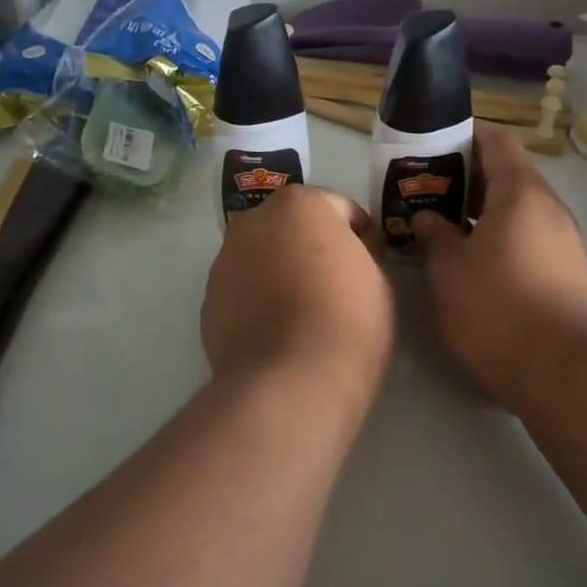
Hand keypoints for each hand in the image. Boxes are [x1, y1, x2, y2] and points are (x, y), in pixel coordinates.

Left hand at [201, 185, 394, 407]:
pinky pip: (244, 288)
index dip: (361, 236)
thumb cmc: (347, 320)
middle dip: (314, 246)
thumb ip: (363, 252)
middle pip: (293, 227)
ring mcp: (225, 260)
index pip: (340, 209)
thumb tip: (351, 250)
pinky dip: (260, 299)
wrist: (289, 382)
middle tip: (337, 285)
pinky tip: (279, 331)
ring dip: (282, 270)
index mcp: (299, 204)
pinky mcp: (209, 299)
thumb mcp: (378, 278)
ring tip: (304, 312)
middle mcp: (253, 221)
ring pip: (264, 256)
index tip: (372, 264)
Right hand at [412, 124, 586, 408]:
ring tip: (443, 227)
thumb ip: (434, 235)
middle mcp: (548, 208)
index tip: (433, 147)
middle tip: (428, 191)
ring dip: (481, 213)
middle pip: (507, 175)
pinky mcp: (566, 273)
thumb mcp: (449, 268)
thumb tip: (429, 217)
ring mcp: (563, 241)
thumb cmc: (497, 305)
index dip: (464, 137)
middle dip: (466, 179)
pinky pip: (527, 238)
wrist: (563, 369)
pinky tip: (471, 262)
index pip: (496, 141)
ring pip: (517, 211)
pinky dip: (499, 238)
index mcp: (520, 192)